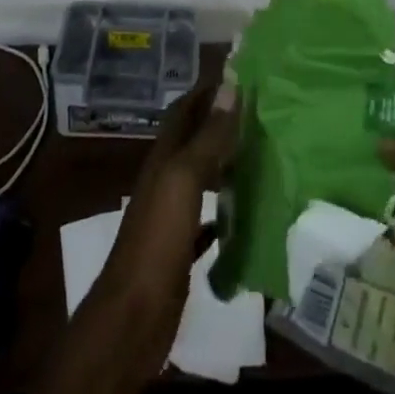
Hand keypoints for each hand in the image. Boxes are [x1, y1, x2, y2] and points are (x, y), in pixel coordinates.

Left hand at [93, 81, 237, 372]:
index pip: (185, 110)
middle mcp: (166, 180)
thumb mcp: (184, 180)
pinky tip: (246, 211)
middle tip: (262, 113)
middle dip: (222, 124)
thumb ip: (208, 137)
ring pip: (202, 178)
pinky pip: (206, 220)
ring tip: (261, 154)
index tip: (241, 74)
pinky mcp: (180, 250)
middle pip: (194, 142)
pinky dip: (224, 211)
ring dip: (225, 164)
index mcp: (164, 159)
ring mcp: (171, 217)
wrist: (132, 319)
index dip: (207, 90)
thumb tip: (230, 86)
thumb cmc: (157, 240)